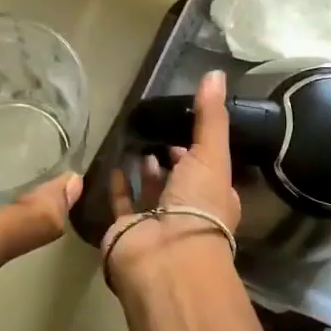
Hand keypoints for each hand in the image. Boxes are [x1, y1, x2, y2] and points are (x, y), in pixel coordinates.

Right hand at [104, 69, 240, 287]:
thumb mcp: (211, 155)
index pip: (208, 170)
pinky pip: (122, 205)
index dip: (198, 151)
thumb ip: (211, 117)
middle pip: (179, 182)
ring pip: (151, 194)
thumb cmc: (197, 205)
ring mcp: (156, 224)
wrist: (165, 257)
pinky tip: (114, 164)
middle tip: (157, 132)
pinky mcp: (127, 231)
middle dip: (171, 160)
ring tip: (137, 144)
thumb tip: (216, 73)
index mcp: (216, 198)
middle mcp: (188, 213)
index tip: (184, 128)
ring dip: (147, 172)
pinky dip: (119, 186)